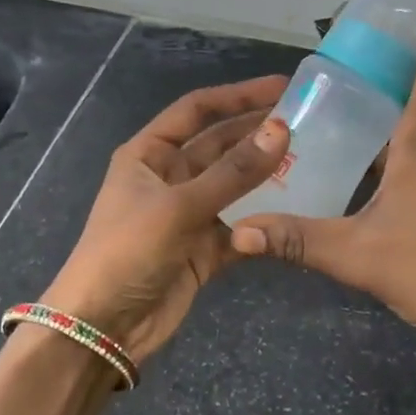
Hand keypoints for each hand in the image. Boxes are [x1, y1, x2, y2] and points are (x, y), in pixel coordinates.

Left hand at [42, 76, 290, 366]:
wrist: (102, 328)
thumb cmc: (128, 252)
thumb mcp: (179, 205)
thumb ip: (233, 172)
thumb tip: (281, 129)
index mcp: (148, 154)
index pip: (197, 110)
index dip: (238, 95)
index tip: (283, 86)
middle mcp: (169, 177)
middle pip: (220, 144)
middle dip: (257, 131)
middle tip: (308, 119)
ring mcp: (188, 214)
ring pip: (234, 185)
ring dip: (266, 174)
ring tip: (312, 158)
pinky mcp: (203, 248)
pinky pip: (240, 225)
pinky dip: (263, 220)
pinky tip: (296, 210)